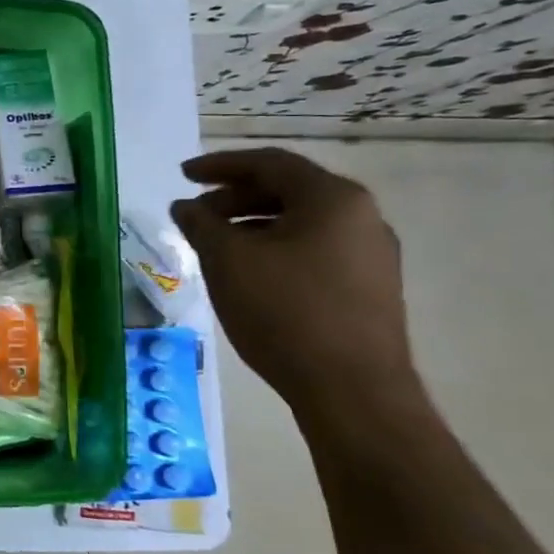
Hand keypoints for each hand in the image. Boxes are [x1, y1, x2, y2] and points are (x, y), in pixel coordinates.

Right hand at [170, 148, 415, 408]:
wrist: (352, 390)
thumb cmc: (285, 312)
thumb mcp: (227, 261)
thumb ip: (200, 224)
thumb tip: (185, 206)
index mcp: (332, 198)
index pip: (269, 163)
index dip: (219, 165)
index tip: (183, 176)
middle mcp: (361, 217)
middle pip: (289, 190)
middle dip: (234, 196)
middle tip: (195, 214)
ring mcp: (371, 254)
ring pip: (301, 221)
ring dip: (252, 223)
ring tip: (215, 243)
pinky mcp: (369, 287)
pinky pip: (314, 248)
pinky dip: (275, 246)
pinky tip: (249, 271)